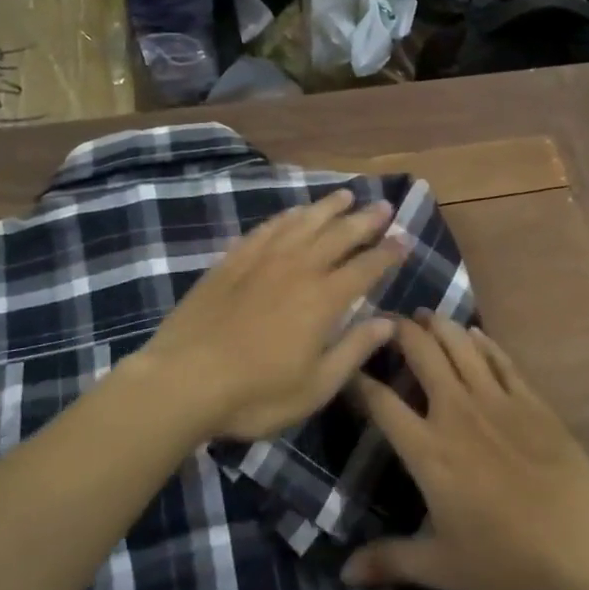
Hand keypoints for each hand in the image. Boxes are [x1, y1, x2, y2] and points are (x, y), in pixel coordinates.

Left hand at [139, 189, 404, 440]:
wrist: (183, 380)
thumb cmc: (255, 393)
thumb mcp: (315, 387)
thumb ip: (353, 350)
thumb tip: (388, 323)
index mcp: (323, 300)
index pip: (366, 268)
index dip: (388, 253)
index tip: (405, 240)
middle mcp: (298, 269)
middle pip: (339, 236)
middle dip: (365, 220)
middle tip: (384, 206)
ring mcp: (263, 260)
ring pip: (304, 223)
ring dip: (328, 208)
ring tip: (346, 196)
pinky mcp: (233, 260)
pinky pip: (268, 228)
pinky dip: (287, 217)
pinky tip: (294, 213)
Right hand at [342, 311, 588, 589]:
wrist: (580, 537)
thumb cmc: (506, 554)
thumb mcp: (442, 567)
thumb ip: (391, 562)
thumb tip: (346, 573)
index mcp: (428, 449)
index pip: (381, 402)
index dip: (358, 380)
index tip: (346, 366)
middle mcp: (455, 410)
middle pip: (421, 352)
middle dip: (398, 331)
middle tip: (384, 320)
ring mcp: (494, 397)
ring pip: (459, 343)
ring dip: (437, 324)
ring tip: (422, 315)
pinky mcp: (527, 396)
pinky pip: (498, 357)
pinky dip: (481, 340)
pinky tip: (473, 333)